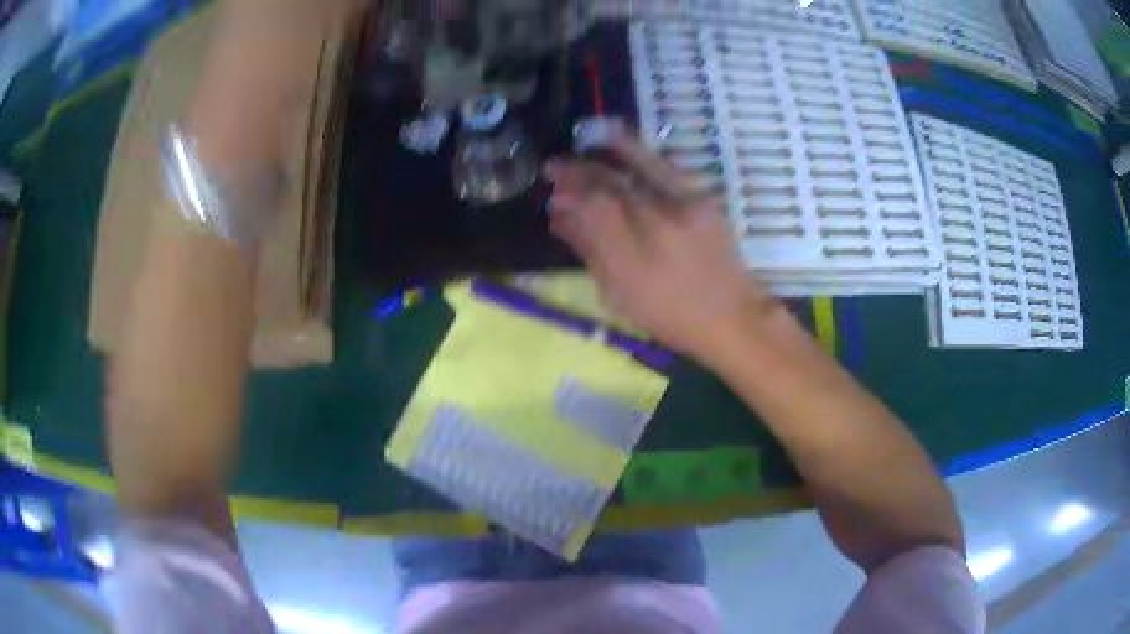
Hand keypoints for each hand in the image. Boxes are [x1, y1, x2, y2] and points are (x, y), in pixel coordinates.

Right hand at [546, 135, 780, 359]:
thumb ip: (590, 250)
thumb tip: (560, 215)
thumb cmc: (670, 316)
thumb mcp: (619, 295)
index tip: (551, 182)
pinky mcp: (703, 200)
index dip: (569, 188)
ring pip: (642, 164)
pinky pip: (664, 169)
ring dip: (610, 150)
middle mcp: (660, 225)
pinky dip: (640, 158)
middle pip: (614, 182)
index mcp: (634, 259)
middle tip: (559, 164)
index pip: (593, 206)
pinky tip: (625, 155)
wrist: (732, 316)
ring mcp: (686, 208)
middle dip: (581, 168)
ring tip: (589, 141)